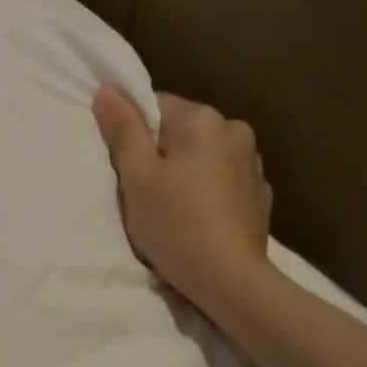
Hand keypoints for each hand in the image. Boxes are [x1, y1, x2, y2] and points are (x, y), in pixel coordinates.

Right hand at [92, 84, 273, 309]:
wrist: (227, 277)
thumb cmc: (174, 224)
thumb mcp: (136, 177)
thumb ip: (122, 129)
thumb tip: (107, 89)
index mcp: (202, 119)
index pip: (155, 105)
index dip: (134, 135)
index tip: (127, 169)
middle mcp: (234, 129)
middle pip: (182, 130)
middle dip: (162, 153)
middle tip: (145, 192)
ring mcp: (253, 161)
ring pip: (205, 155)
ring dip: (187, 170)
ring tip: (173, 207)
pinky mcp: (260, 193)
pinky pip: (224, 179)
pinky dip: (208, 190)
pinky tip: (198, 218)